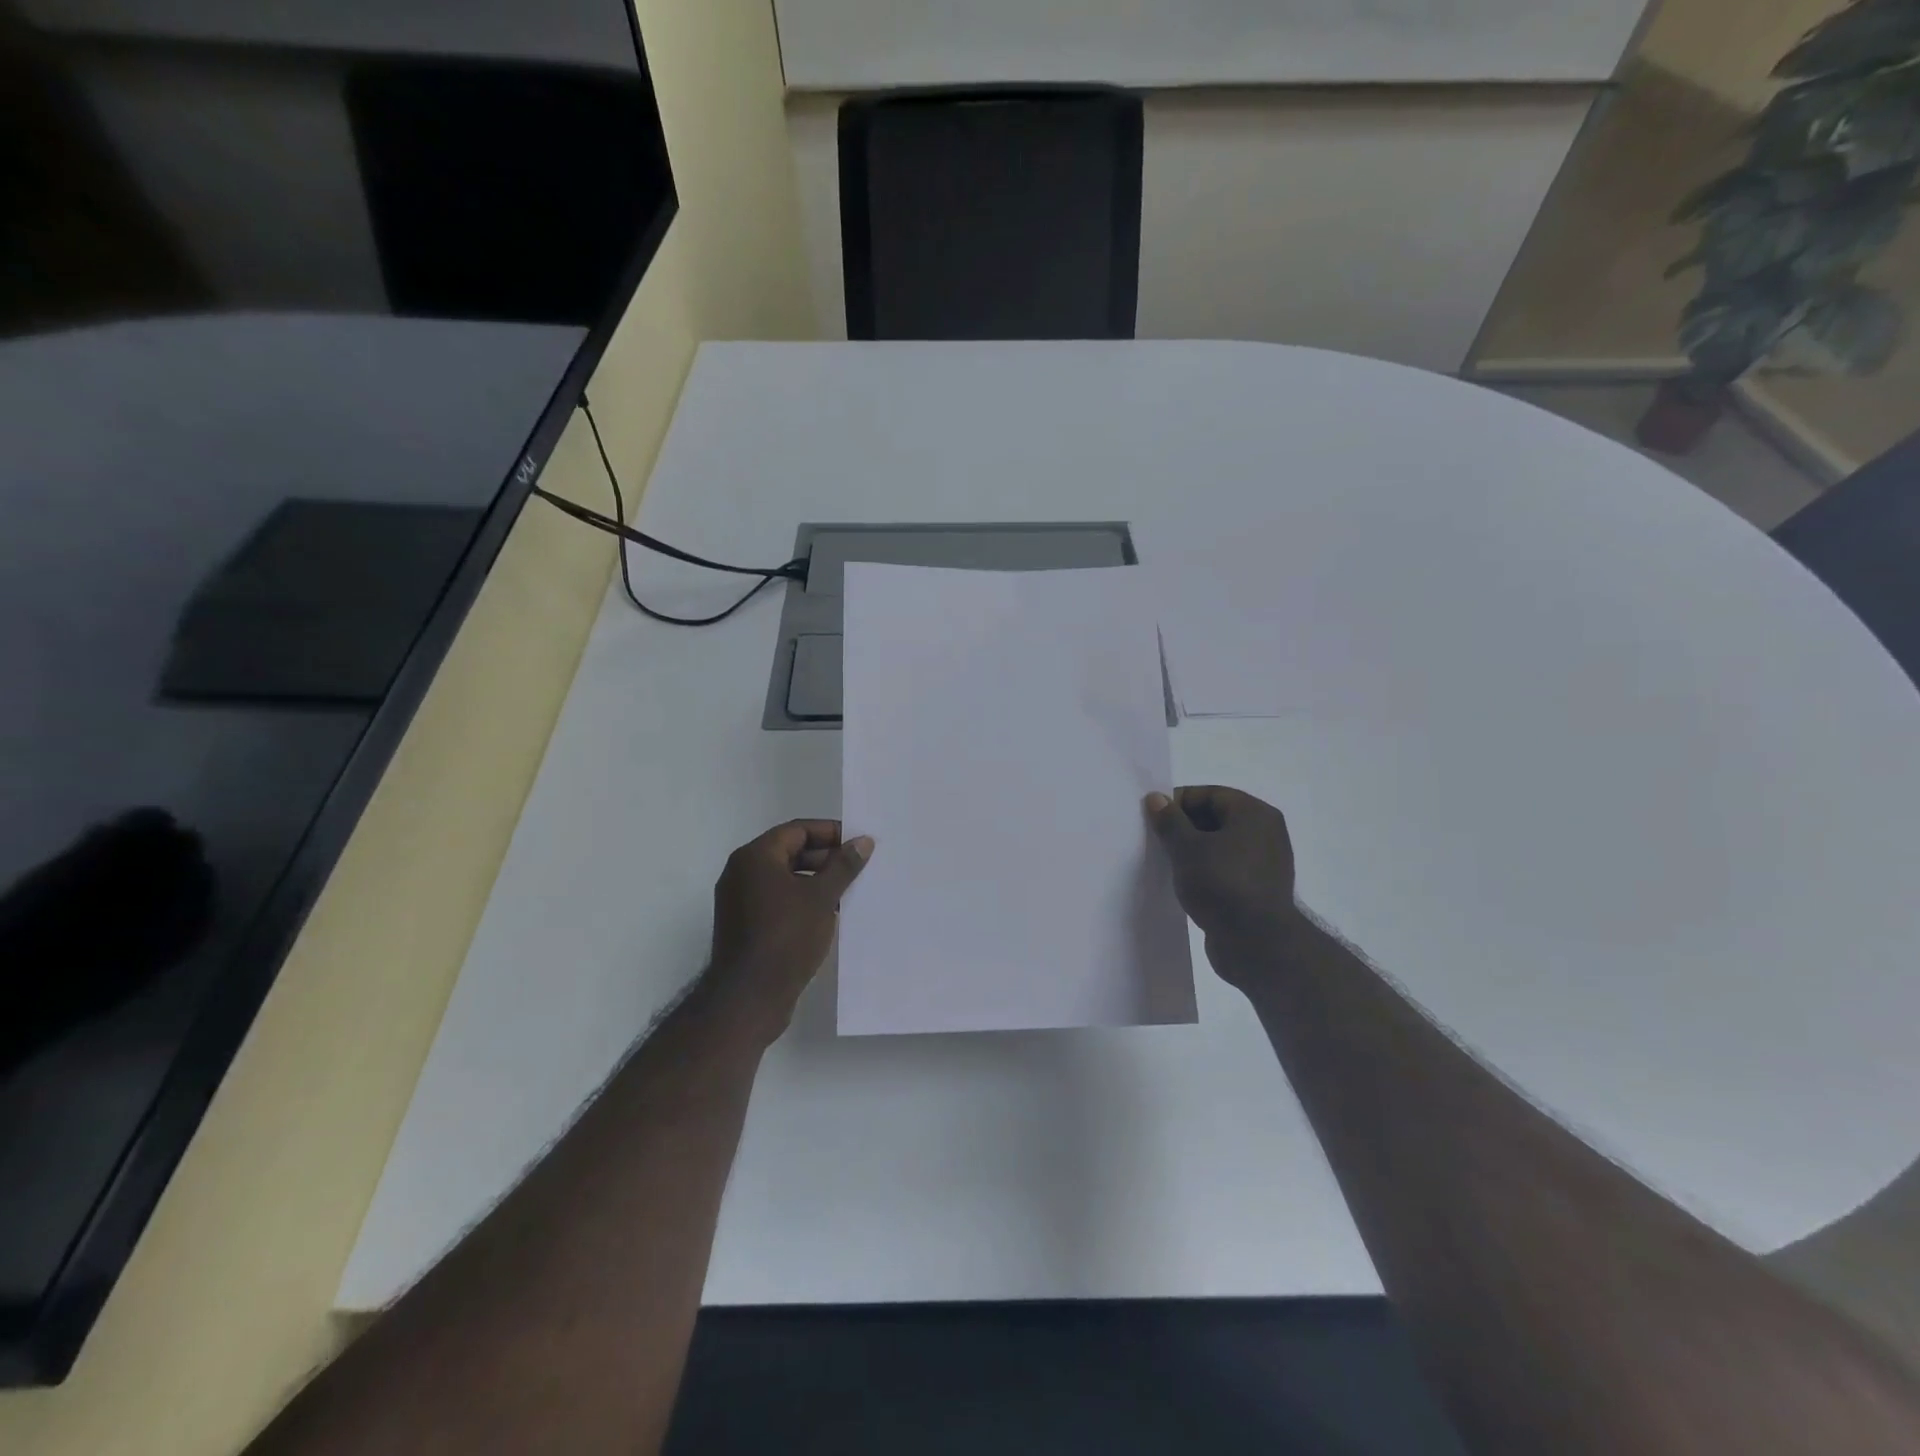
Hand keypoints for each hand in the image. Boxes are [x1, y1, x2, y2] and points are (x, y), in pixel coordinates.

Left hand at [704, 820, 872, 1042]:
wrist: (749, 997)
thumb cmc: (786, 937)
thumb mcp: (822, 897)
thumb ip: (843, 866)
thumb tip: (863, 841)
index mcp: (755, 857)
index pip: (797, 830)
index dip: (830, 833)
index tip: (858, 843)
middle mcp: (741, 873)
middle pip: (790, 852)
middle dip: (826, 858)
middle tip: (858, 867)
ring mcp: (740, 901)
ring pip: (785, 879)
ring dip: (816, 881)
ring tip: (849, 891)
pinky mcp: (744, 925)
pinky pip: (777, 901)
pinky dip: (802, 901)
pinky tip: (829, 913)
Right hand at [1145, 786, 1300, 982]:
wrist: (1257, 944)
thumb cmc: (1222, 884)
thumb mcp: (1187, 848)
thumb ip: (1169, 821)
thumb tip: (1156, 798)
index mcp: (1254, 814)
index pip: (1210, 794)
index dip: (1179, 802)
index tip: (1153, 818)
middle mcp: (1265, 833)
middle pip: (1216, 818)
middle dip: (1184, 827)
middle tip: (1156, 840)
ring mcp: (1264, 864)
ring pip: (1219, 846)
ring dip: (1192, 851)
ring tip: (1166, 863)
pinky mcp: (1258, 890)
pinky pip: (1226, 869)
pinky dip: (1205, 871)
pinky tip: (1184, 884)